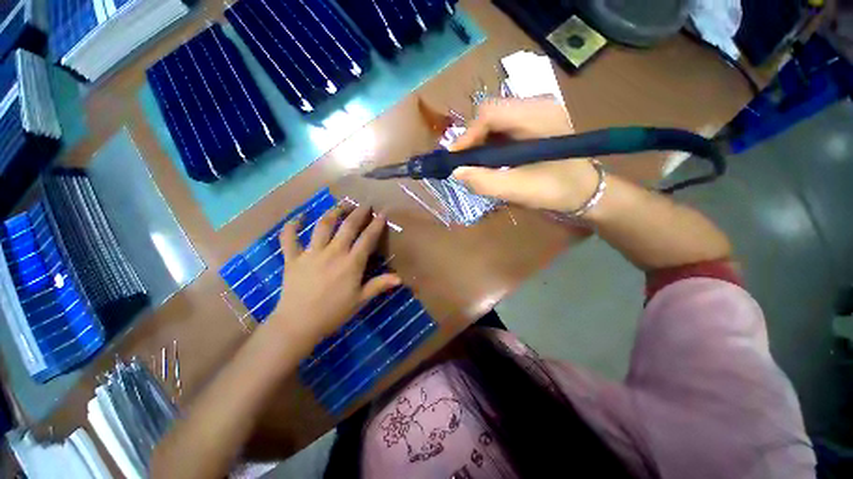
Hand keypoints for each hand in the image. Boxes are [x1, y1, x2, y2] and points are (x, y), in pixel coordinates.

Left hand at [269, 205, 400, 344]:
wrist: (298, 324)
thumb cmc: (333, 313)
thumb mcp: (360, 300)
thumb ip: (379, 285)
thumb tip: (400, 278)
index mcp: (351, 263)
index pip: (367, 238)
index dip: (376, 224)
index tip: (382, 213)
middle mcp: (333, 252)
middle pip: (348, 227)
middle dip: (358, 213)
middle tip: (364, 204)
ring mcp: (311, 253)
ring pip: (323, 226)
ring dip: (333, 212)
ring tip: (341, 205)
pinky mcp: (292, 258)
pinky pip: (289, 238)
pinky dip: (292, 225)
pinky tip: (299, 217)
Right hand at [450, 97, 600, 211]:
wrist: (585, 190)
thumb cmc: (556, 190)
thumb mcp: (519, 189)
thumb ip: (485, 181)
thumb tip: (457, 172)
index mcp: (537, 115)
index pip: (490, 113)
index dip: (467, 135)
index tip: (455, 160)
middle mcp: (537, 104)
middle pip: (490, 113)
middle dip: (472, 139)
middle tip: (464, 163)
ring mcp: (537, 110)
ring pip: (494, 119)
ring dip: (480, 141)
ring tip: (474, 163)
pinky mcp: (534, 121)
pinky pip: (503, 126)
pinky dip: (490, 142)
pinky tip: (489, 159)